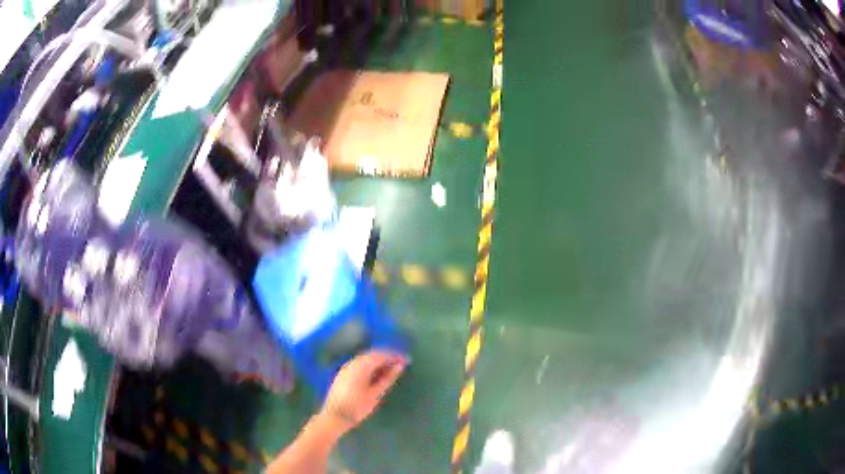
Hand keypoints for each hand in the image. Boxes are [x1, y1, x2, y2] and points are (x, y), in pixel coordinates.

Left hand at [320, 349, 407, 432]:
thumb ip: (387, 378)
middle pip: (373, 354)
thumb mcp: (375, 394)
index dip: (395, 356)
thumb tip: (399, 366)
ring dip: (379, 360)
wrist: (334, 416)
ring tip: (392, 369)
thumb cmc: (357, 407)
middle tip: (401, 363)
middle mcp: (352, 363)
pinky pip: (360, 363)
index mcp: (360, 366)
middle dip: (388, 356)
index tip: (406, 360)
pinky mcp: (344, 373)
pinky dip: (371, 365)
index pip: (381, 355)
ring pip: (366, 358)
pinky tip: (378, 373)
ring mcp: (346, 367)